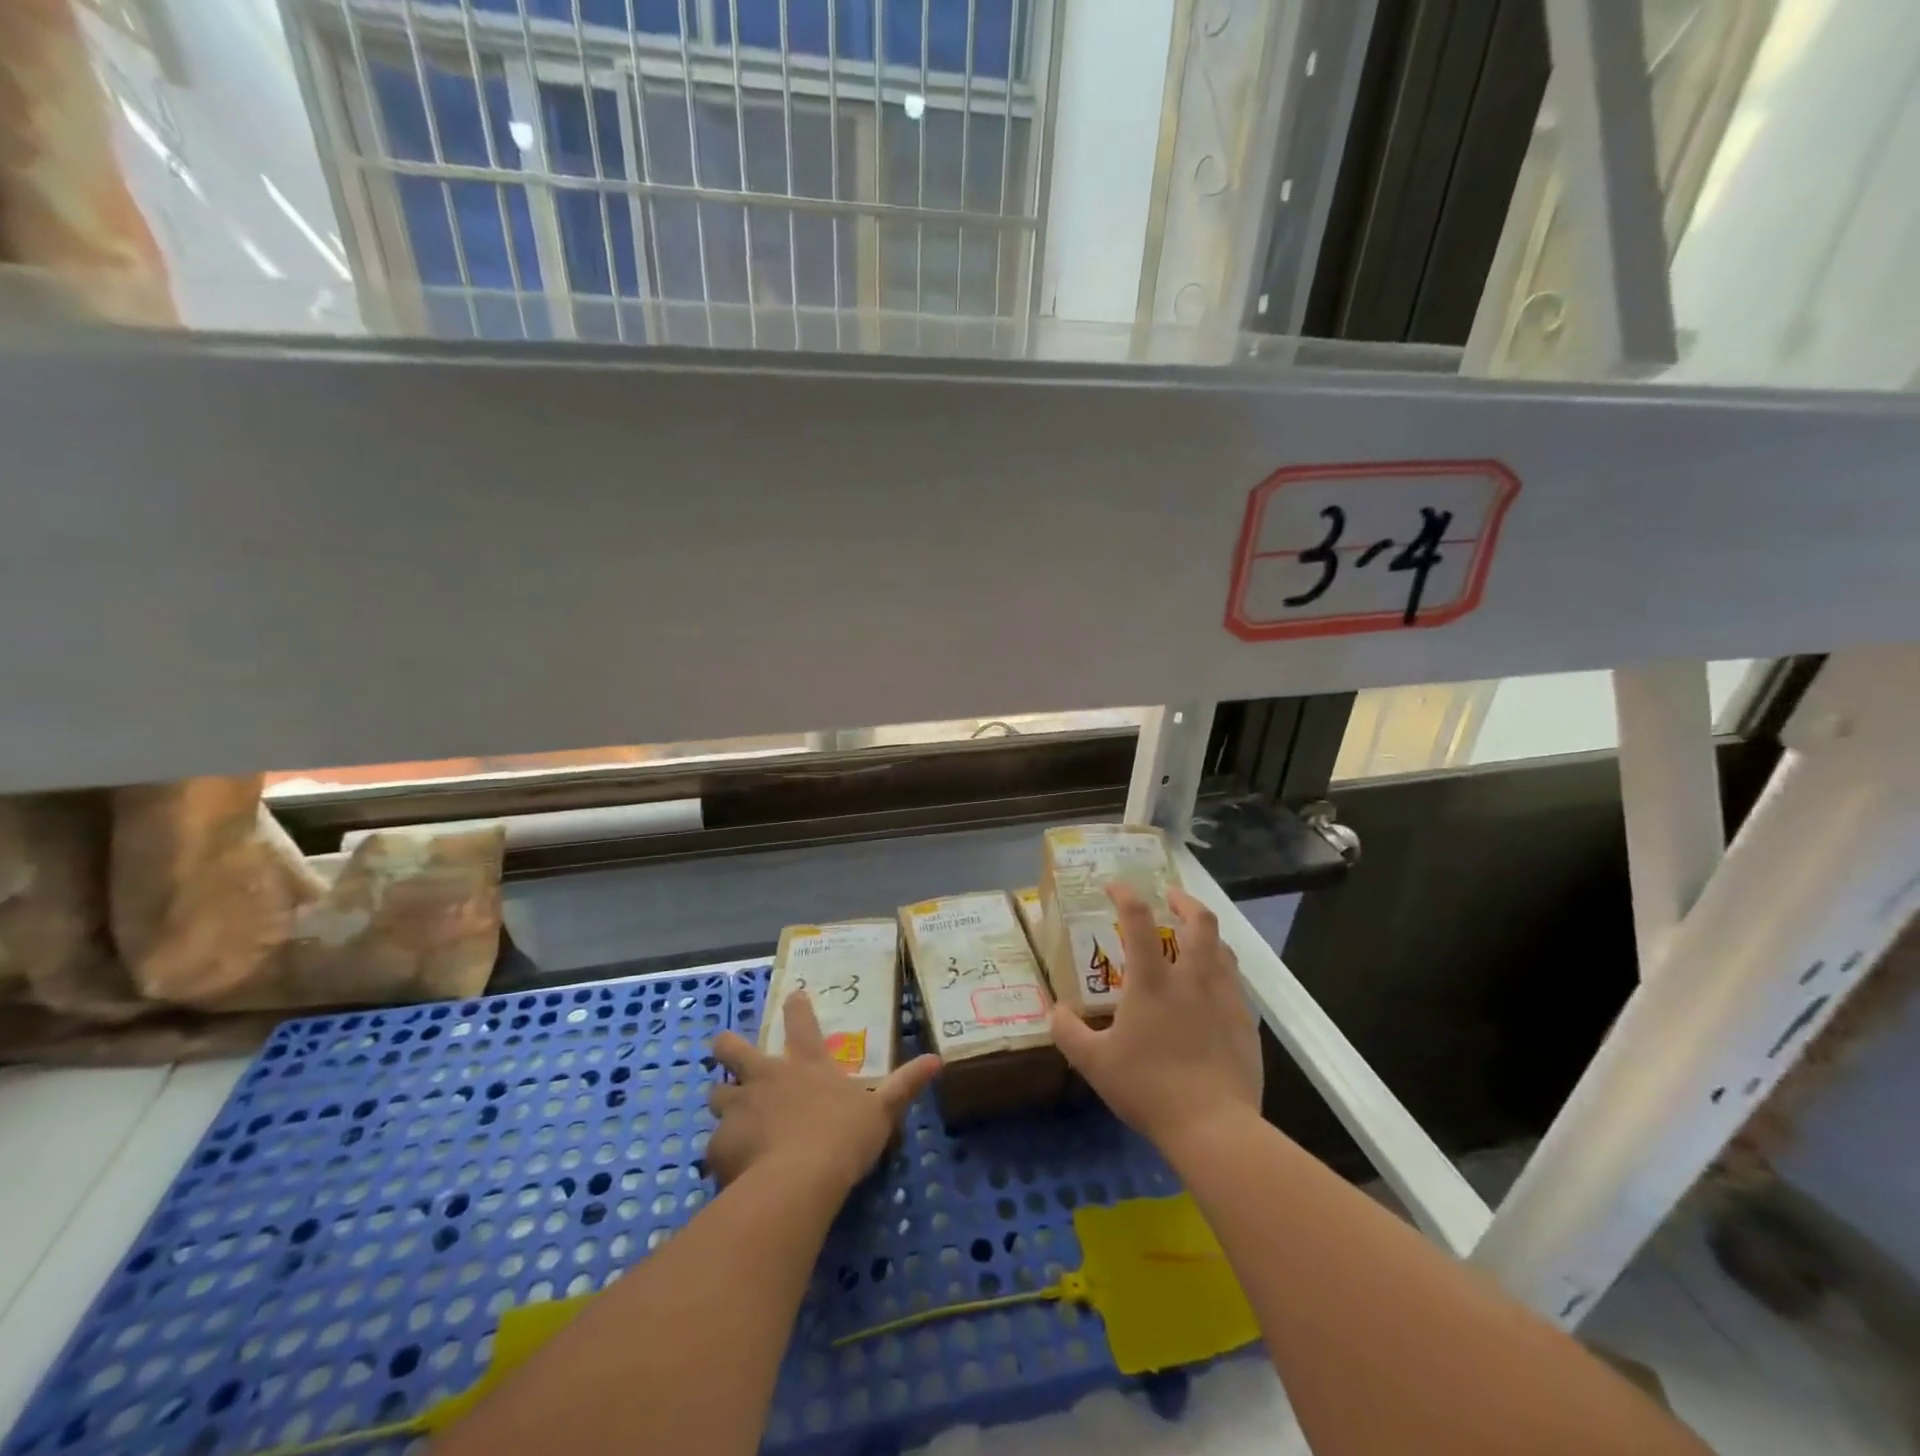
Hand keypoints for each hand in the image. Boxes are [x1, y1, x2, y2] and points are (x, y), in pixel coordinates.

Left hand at [707, 991, 941, 1193]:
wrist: (797, 1181)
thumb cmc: (843, 1138)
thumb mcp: (882, 1111)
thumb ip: (905, 1085)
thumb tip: (937, 1059)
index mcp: (806, 1064)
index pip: (801, 1022)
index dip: (796, 1006)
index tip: (792, 995)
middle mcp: (766, 1076)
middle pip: (733, 1047)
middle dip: (727, 1045)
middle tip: (726, 1048)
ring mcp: (739, 1107)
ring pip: (716, 1093)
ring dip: (722, 1101)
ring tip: (730, 1117)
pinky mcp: (719, 1143)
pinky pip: (715, 1146)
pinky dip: (722, 1154)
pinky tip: (732, 1169)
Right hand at [1050, 884, 1262, 1152]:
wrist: (1215, 1128)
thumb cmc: (1149, 1088)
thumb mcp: (1095, 1063)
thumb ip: (1069, 1032)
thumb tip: (1054, 1011)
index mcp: (1153, 981)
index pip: (1138, 919)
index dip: (1125, 894)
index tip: (1114, 886)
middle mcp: (1192, 979)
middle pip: (1200, 922)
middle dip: (1185, 901)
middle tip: (1171, 897)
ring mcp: (1224, 999)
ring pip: (1223, 949)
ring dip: (1206, 934)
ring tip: (1194, 938)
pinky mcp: (1245, 1023)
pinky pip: (1234, 983)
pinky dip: (1221, 971)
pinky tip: (1211, 988)